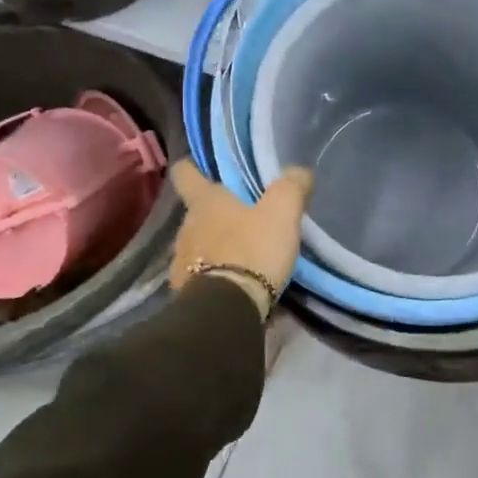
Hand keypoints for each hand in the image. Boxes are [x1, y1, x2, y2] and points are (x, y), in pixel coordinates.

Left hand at [169, 160, 313, 319]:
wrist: (227, 310)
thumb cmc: (252, 250)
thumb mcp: (282, 212)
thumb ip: (291, 186)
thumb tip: (298, 171)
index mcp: (204, 202)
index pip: (185, 174)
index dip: (190, 168)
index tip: (197, 167)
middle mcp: (185, 227)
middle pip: (196, 212)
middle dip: (215, 214)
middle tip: (242, 218)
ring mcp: (180, 261)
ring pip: (197, 244)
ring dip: (214, 246)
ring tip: (241, 254)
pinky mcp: (184, 291)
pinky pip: (200, 274)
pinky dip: (214, 273)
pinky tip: (233, 281)